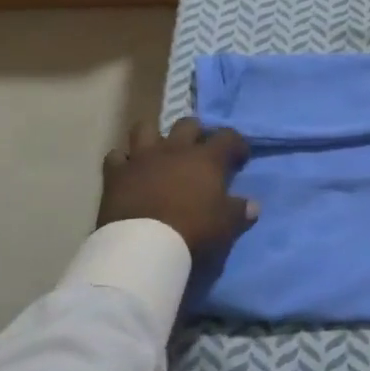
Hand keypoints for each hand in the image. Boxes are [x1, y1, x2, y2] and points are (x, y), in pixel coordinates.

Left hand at [98, 118, 255, 259]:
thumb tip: (253, 206)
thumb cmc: (193, 230)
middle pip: (187, 124)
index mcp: (206, 158)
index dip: (236, 144)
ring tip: (159, 151)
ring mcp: (142, 158)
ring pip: (145, 128)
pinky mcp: (116, 173)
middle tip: (198, 151)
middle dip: (195, 133)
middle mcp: (175, 149)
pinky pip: (116, 156)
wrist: (144, 245)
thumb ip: (240, 211)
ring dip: (154, 136)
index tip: (239, 158)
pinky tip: (128, 171)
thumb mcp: (226, 224)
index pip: (228, 137)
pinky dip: (123, 161)